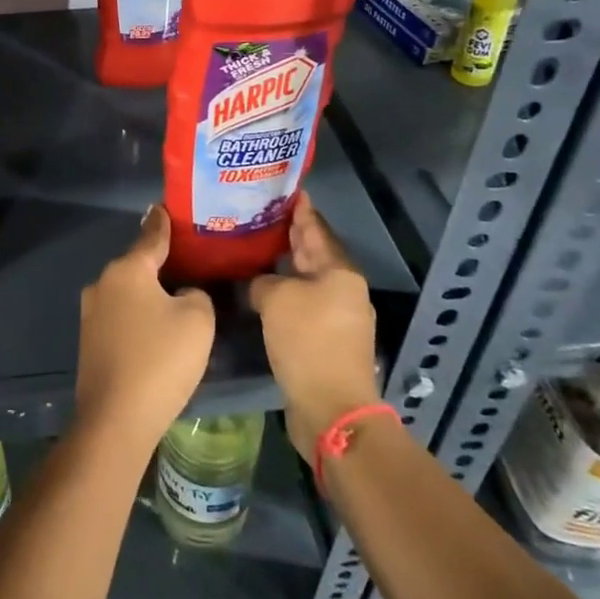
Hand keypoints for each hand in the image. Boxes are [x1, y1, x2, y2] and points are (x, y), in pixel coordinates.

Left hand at [75, 206, 215, 456]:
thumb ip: (196, 294)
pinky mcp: (89, 341)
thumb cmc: (161, 360)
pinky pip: (121, 316)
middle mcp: (103, 284)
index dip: (163, 223)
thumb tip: (183, 295)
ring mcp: (91, 313)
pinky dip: (138, 317)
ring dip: (149, 294)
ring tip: (176, 299)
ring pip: (128, 292)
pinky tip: (156, 332)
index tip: (166, 208)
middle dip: (159, 263)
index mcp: (127, 270)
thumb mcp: (198, 319)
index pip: (151, 236)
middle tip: (188, 262)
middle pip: (138, 265)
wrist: (116, 419)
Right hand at [249, 194, 382, 464]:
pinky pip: (302, 305)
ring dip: (285, 267)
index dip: (301, 209)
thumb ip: (262, 282)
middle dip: (291, 235)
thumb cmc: (308, 342)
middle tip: (263, 214)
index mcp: (340, 272)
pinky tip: (261, 291)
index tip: (287, 190)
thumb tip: (259, 285)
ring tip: (256, 249)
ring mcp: (338, 318)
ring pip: (307, 281)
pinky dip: (284, 294)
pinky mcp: (326, 341)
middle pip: (314, 254)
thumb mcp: (276, 299)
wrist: (331, 408)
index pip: (316, 229)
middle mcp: (343, 290)